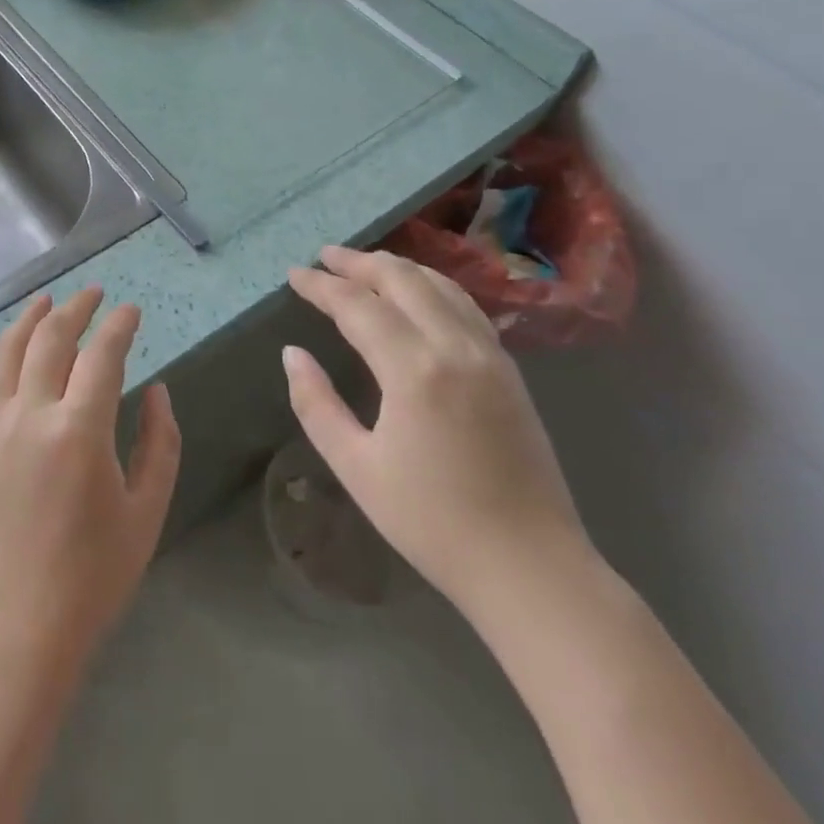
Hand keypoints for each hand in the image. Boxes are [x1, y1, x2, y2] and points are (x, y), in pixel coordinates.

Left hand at [0, 287, 180, 675]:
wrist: (14, 630)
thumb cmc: (92, 577)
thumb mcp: (146, 512)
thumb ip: (159, 443)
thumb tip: (156, 390)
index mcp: (80, 430)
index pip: (102, 354)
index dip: (119, 325)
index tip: (132, 310)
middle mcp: (31, 414)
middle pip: (51, 339)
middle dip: (75, 309)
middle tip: (94, 295)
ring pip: (6, 352)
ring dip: (28, 320)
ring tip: (45, 300)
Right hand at [283, 246, 591, 619]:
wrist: (530, 567)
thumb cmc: (432, 522)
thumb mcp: (356, 468)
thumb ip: (316, 404)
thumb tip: (293, 354)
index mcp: (414, 370)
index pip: (357, 306)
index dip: (321, 286)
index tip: (294, 274)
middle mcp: (455, 347)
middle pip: (402, 279)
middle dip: (359, 263)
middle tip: (325, 257)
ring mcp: (490, 355)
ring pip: (440, 285)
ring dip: (398, 268)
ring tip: (365, 266)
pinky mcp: (509, 370)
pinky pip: (466, 306)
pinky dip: (433, 286)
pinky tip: (419, 295)